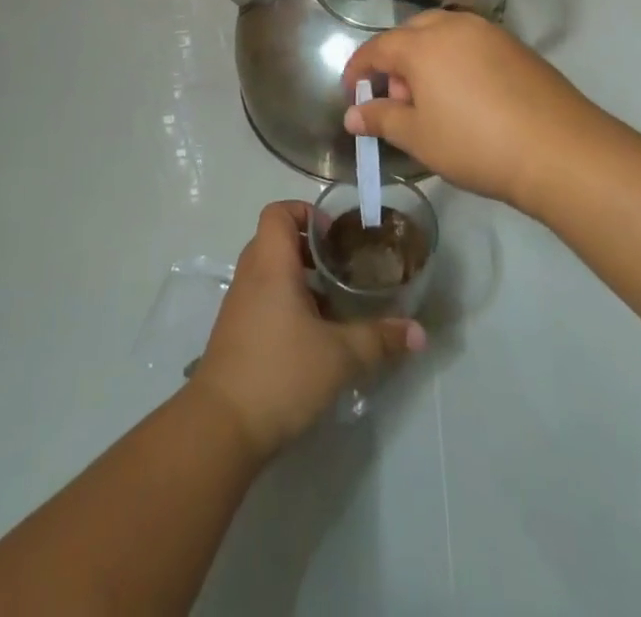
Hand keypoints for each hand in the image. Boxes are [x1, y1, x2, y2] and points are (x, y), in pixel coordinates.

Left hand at [191, 201, 424, 460]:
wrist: (221, 427)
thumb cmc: (280, 372)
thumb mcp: (340, 355)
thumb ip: (380, 339)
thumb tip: (419, 333)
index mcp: (271, 263)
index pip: (278, 212)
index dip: (305, 213)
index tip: (334, 237)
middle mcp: (250, 275)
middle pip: (276, 240)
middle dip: (310, 248)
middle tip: (342, 266)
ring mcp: (239, 304)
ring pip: (269, 272)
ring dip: (299, 279)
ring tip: (334, 302)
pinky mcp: (235, 332)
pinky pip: (262, 298)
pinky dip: (286, 304)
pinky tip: (313, 336)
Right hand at [342, 10, 615, 209]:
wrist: (558, 149)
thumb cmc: (475, 144)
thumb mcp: (419, 137)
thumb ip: (381, 119)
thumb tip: (353, 114)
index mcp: (423, 44)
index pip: (377, 48)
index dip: (359, 70)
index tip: (352, 93)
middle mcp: (453, 26)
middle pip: (411, 34)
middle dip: (396, 62)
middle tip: (399, 101)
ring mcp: (489, 32)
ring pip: (443, 34)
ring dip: (427, 59)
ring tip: (433, 101)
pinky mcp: (515, 46)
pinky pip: (471, 43)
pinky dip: (456, 61)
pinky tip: (467, 97)